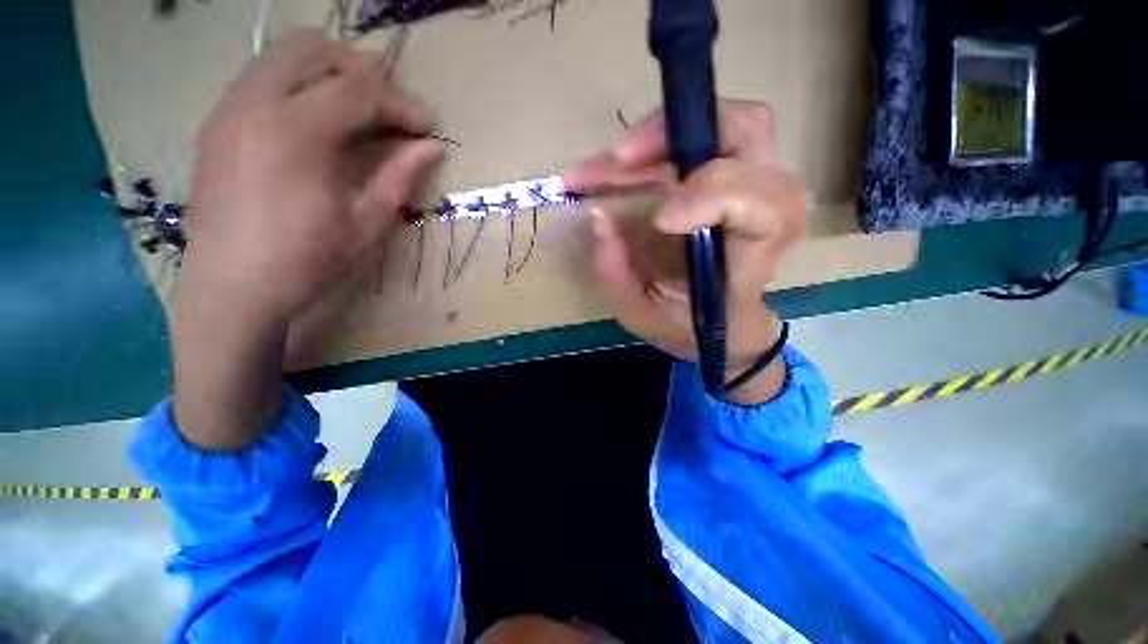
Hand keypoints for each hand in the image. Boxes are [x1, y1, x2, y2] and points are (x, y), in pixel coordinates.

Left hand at [184, 29, 443, 322]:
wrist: (232, 288)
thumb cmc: (307, 261)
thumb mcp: (368, 224)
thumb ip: (400, 177)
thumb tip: (434, 147)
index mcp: (296, 130)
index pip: (359, 89)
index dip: (402, 103)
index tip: (428, 126)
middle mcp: (255, 102)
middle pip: (315, 50)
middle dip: (363, 71)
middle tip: (392, 107)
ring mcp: (229, 107)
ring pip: (283, 55)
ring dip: (329, 72)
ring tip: (359, 108)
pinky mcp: (217, 122)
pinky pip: (262, 77)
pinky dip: (298, 84)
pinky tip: (317, 121)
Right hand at [563, 100, 805, 404]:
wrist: (725, 327)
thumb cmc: (690, 327)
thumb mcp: (643, 316)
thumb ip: (617, 274)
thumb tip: (596, 216)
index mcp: (754, 255)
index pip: (759, 202)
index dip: (710, 195)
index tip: (658, 220)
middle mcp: (766, 209)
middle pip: (747, 132)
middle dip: (674, 137)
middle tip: (617, 160)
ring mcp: (752, 185)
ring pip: (725, 122)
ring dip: (659, 135)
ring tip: (606, 163)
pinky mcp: (731, 177)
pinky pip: (704, 136)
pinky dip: (657, 141)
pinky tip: (618, 163)